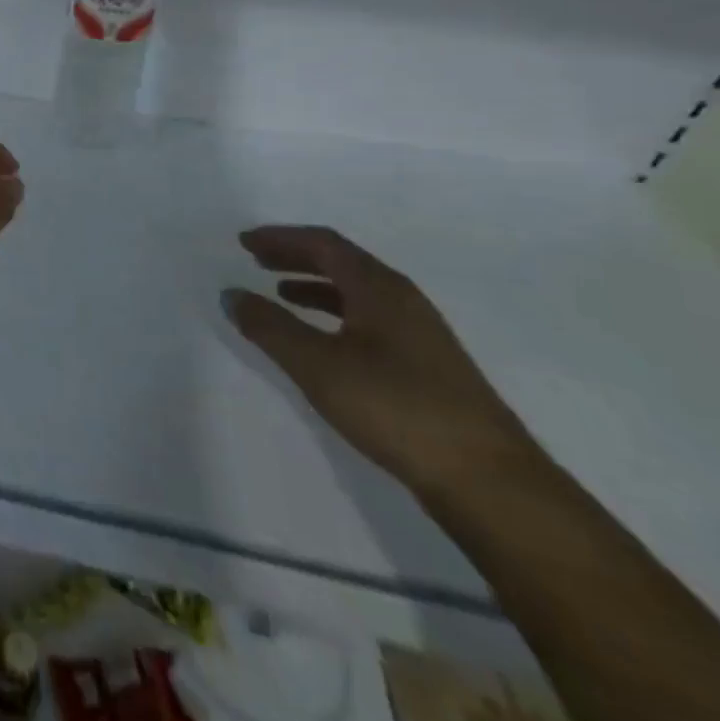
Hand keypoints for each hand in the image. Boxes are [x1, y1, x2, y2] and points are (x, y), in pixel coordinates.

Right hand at [225, 226, 540, 499]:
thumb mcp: (317, 365)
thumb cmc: (396, 408)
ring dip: (314, 286)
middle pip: (342, 262)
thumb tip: (230, 294)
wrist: (489, 482)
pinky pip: (368, 319)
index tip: (244, 242)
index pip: (324, 244)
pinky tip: (322, 339)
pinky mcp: (426, 366)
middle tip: (256, 259)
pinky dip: (334, 314)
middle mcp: (402, 300)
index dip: (280, 238)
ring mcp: (419, 334)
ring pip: (357, 292)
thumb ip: (269, 326)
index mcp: (379, 288)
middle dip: (296, 257)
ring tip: (280, 294)